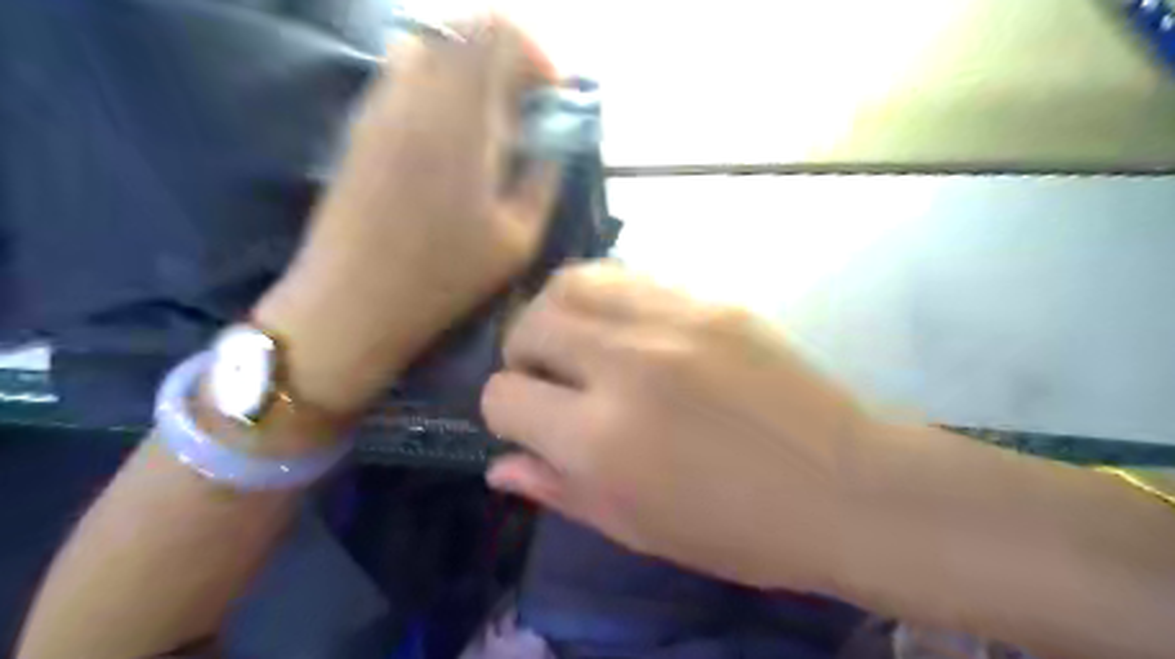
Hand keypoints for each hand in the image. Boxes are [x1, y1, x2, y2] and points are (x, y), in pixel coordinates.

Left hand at [257, 19, 559, 412]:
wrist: (352, 302)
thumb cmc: (443, 279)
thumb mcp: (517, 240)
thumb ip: (543, 180)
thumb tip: (553, 146)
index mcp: (461, 119)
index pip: (498, 34)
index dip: (535, 54)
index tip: (551, 94)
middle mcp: (415, 95)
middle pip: (463, 33)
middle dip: (505, 61)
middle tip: (525, 110)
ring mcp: (379, 106)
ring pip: (430, 49)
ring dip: (468, 72)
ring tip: (487, 124)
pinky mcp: (359, 126)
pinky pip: (402, 77)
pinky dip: (436, 87)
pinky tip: (448, 139)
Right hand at [477, 263, 880, 592]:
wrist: (844, 486)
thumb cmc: (737, 529)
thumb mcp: (635, 528)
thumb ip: (557, 490)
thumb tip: (499, 466)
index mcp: (600, 438)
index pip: (504, 396)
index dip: (506, 414)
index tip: (531, 426)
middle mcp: (624, 365)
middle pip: (529, 323)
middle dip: (523, 353)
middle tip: (550, 379)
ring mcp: (671, 320)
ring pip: (573, 281)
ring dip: (558, 312)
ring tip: (579, 341)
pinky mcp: (710, 299)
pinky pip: (630, 276)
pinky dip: (608, 298)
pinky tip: (628, 328)